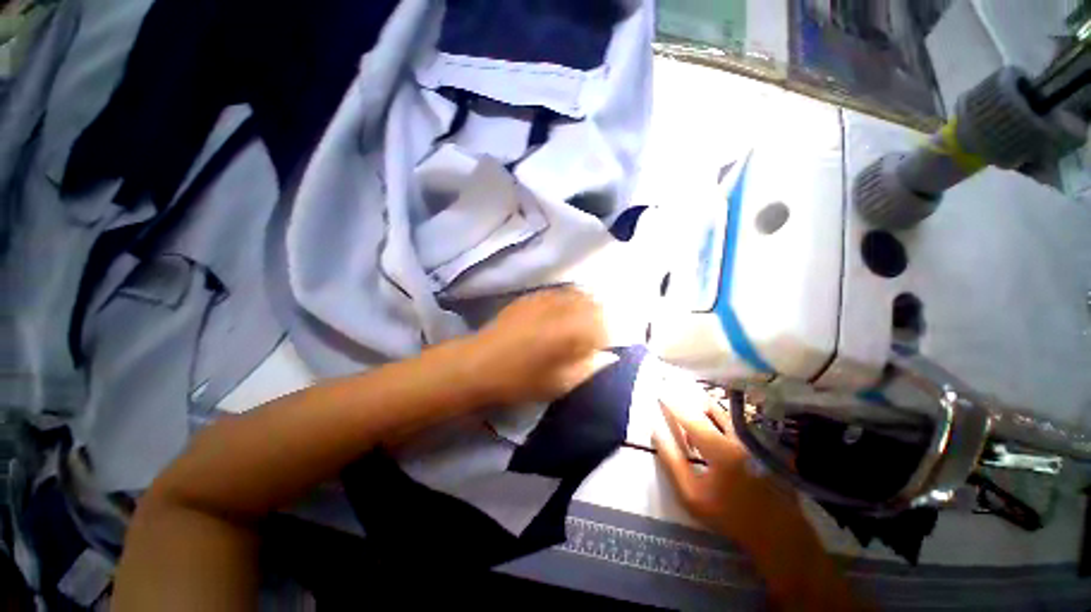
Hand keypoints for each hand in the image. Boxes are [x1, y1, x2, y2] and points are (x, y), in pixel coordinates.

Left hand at [471, 287, 608, 404]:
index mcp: (571, 331)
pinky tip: (561, 313)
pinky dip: (568, 300)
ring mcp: (545, 298)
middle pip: (594, 303)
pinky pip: (559, 292)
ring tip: (579, 323)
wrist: (479, 364)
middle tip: (594, 335)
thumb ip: (588, 367)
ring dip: (585, 306)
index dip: (608, 336)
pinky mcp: (532, 296)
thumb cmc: (520, 380)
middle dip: (599, 318)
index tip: (603, 348)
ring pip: (578, 293)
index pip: (605, 324)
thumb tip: (606, 355)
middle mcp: (562, 308)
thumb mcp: (559, 384)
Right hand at [655, 388, 863, 610]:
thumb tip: (656, 431)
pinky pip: (737, 421)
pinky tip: (711, 419)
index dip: (672, 402)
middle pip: (708, 406)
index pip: (689, 417)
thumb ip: (672, 461)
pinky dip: (720, 415)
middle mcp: (738, 436)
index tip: (659, 390)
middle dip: (688, 394)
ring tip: (688, 397)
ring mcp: (755, 438)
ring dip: (704, 403)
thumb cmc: (729, 515)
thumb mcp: (691, 495)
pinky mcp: (765, 442)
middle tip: (673, 383)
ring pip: (725, 412)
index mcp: (719, 449)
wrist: (777, 533)